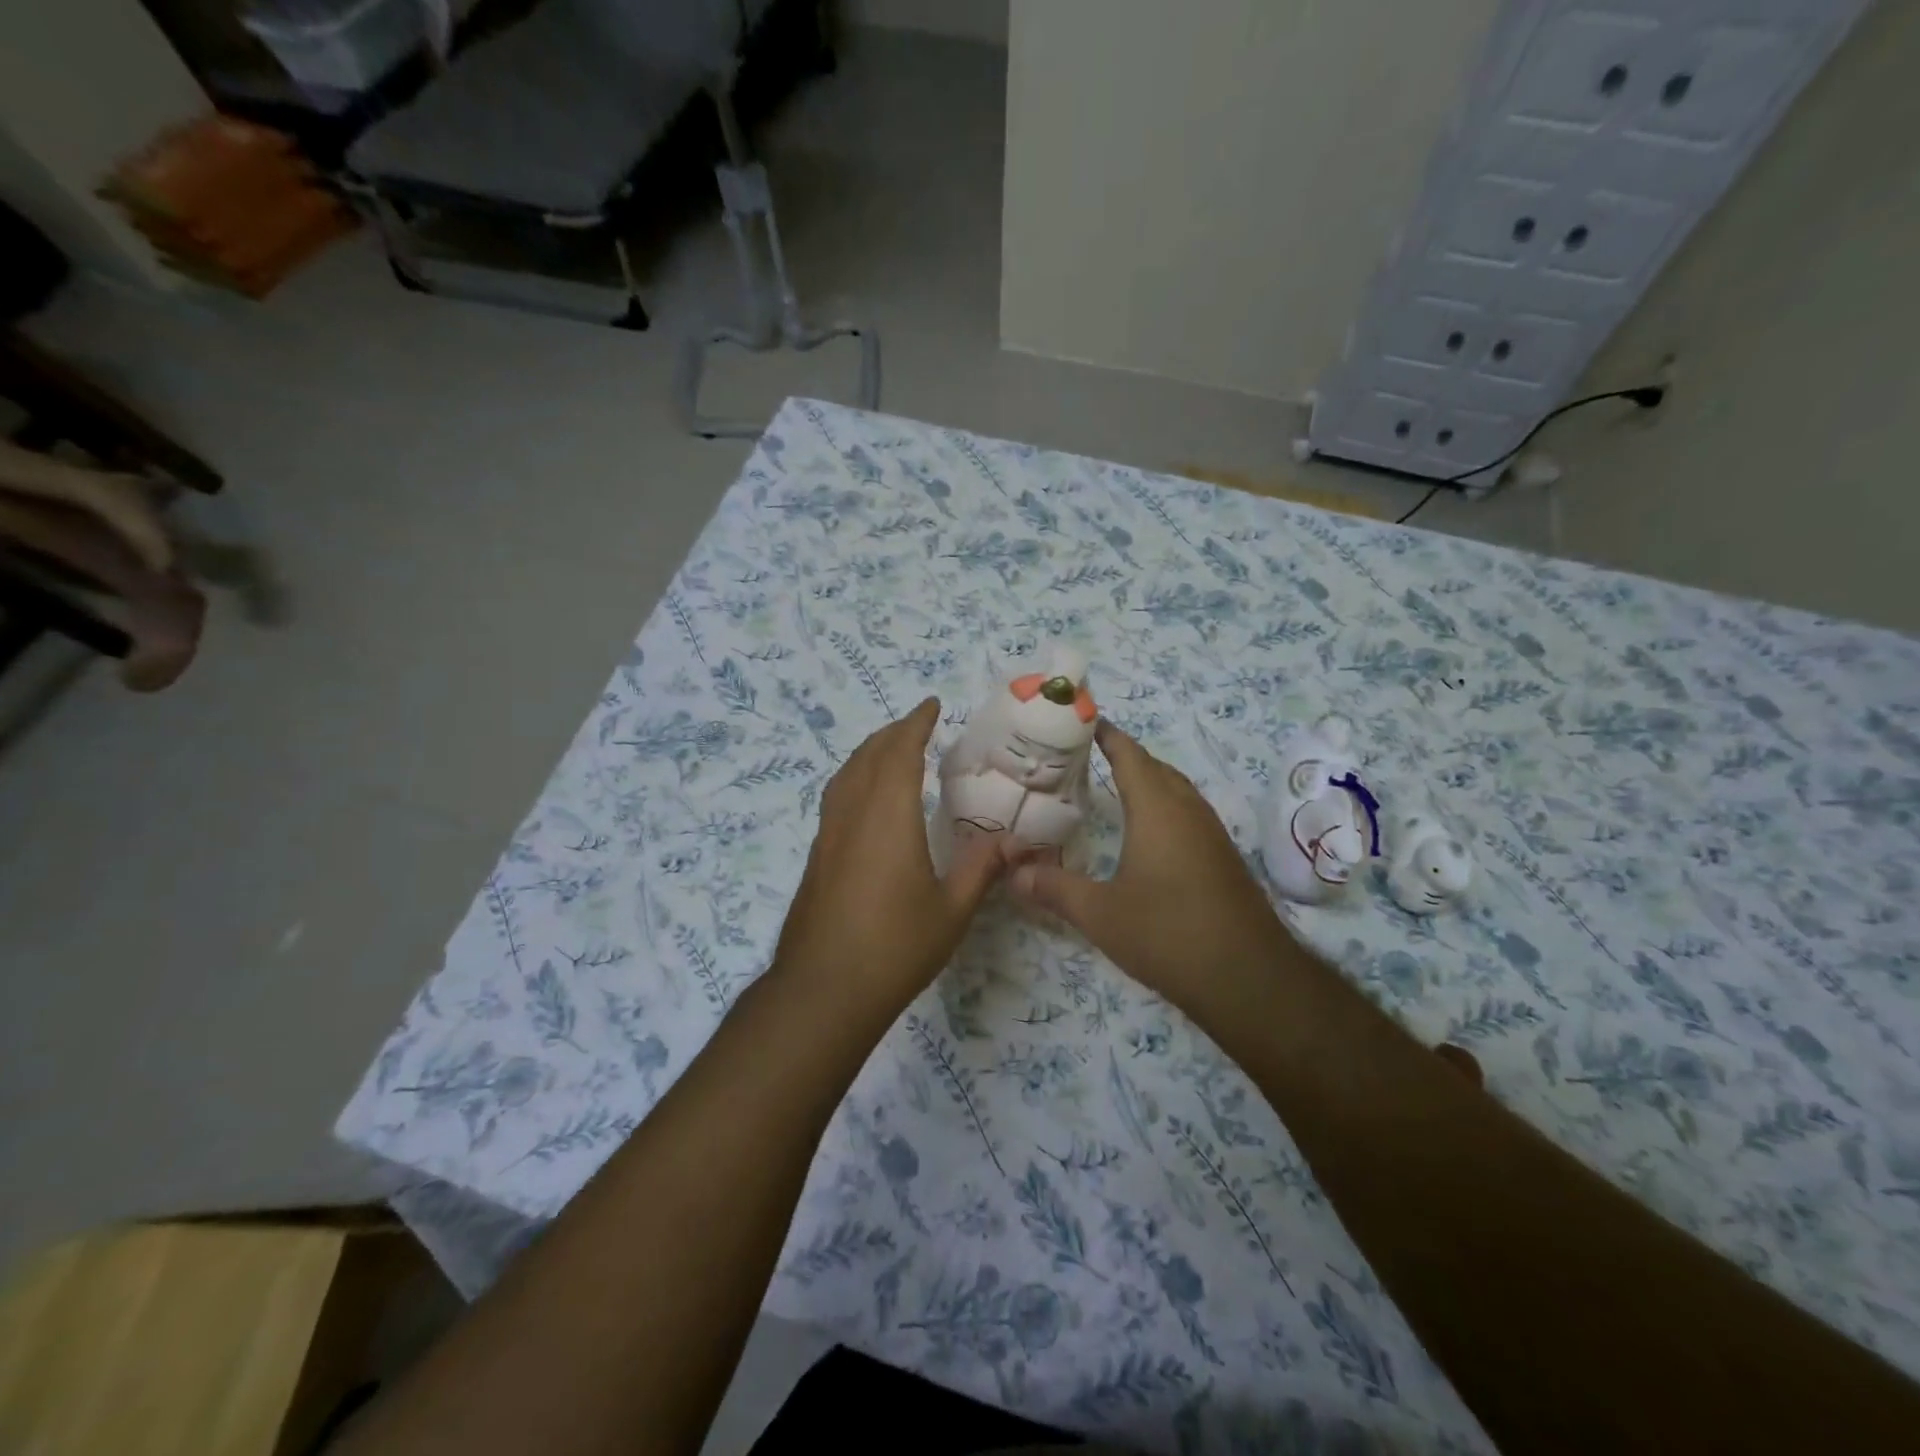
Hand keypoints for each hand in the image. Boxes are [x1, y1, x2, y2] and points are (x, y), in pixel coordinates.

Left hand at [772, 698, 1005, 1011]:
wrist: (822, 990)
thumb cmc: (894, 948)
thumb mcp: (951, 911)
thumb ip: (981, 869)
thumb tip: (1014, 842)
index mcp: (888, 817)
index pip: (899, 752)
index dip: (915, 724)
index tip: (930, 705)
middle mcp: (853, 814)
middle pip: (868, 756)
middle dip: (892, 733)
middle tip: (917, 725)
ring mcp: (828, 835)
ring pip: (846, 775)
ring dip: (869, 753)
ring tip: (891, 751)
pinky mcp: (817, 856)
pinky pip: (836, 798)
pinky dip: (855, 779)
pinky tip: (866, 801)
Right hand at [1010, 721, 1291, 1010]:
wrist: (1249, 978)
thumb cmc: (1168, 933)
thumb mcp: (1100, 913)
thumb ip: (1054, 888)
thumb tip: (1013, 872)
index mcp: (1157, 809)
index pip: (1130, 755)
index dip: (1107, 735)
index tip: (1082, 721)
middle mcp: (1188, 810)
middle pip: (1155, 767)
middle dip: (1124, 756)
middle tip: (1085, 757)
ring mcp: (1211, 833)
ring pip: (1176, 790)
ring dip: (1147, 781)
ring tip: (1111, 787)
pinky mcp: (1223, 858)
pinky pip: (1187, 814)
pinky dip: (1162, 806)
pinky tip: (1146, 833)